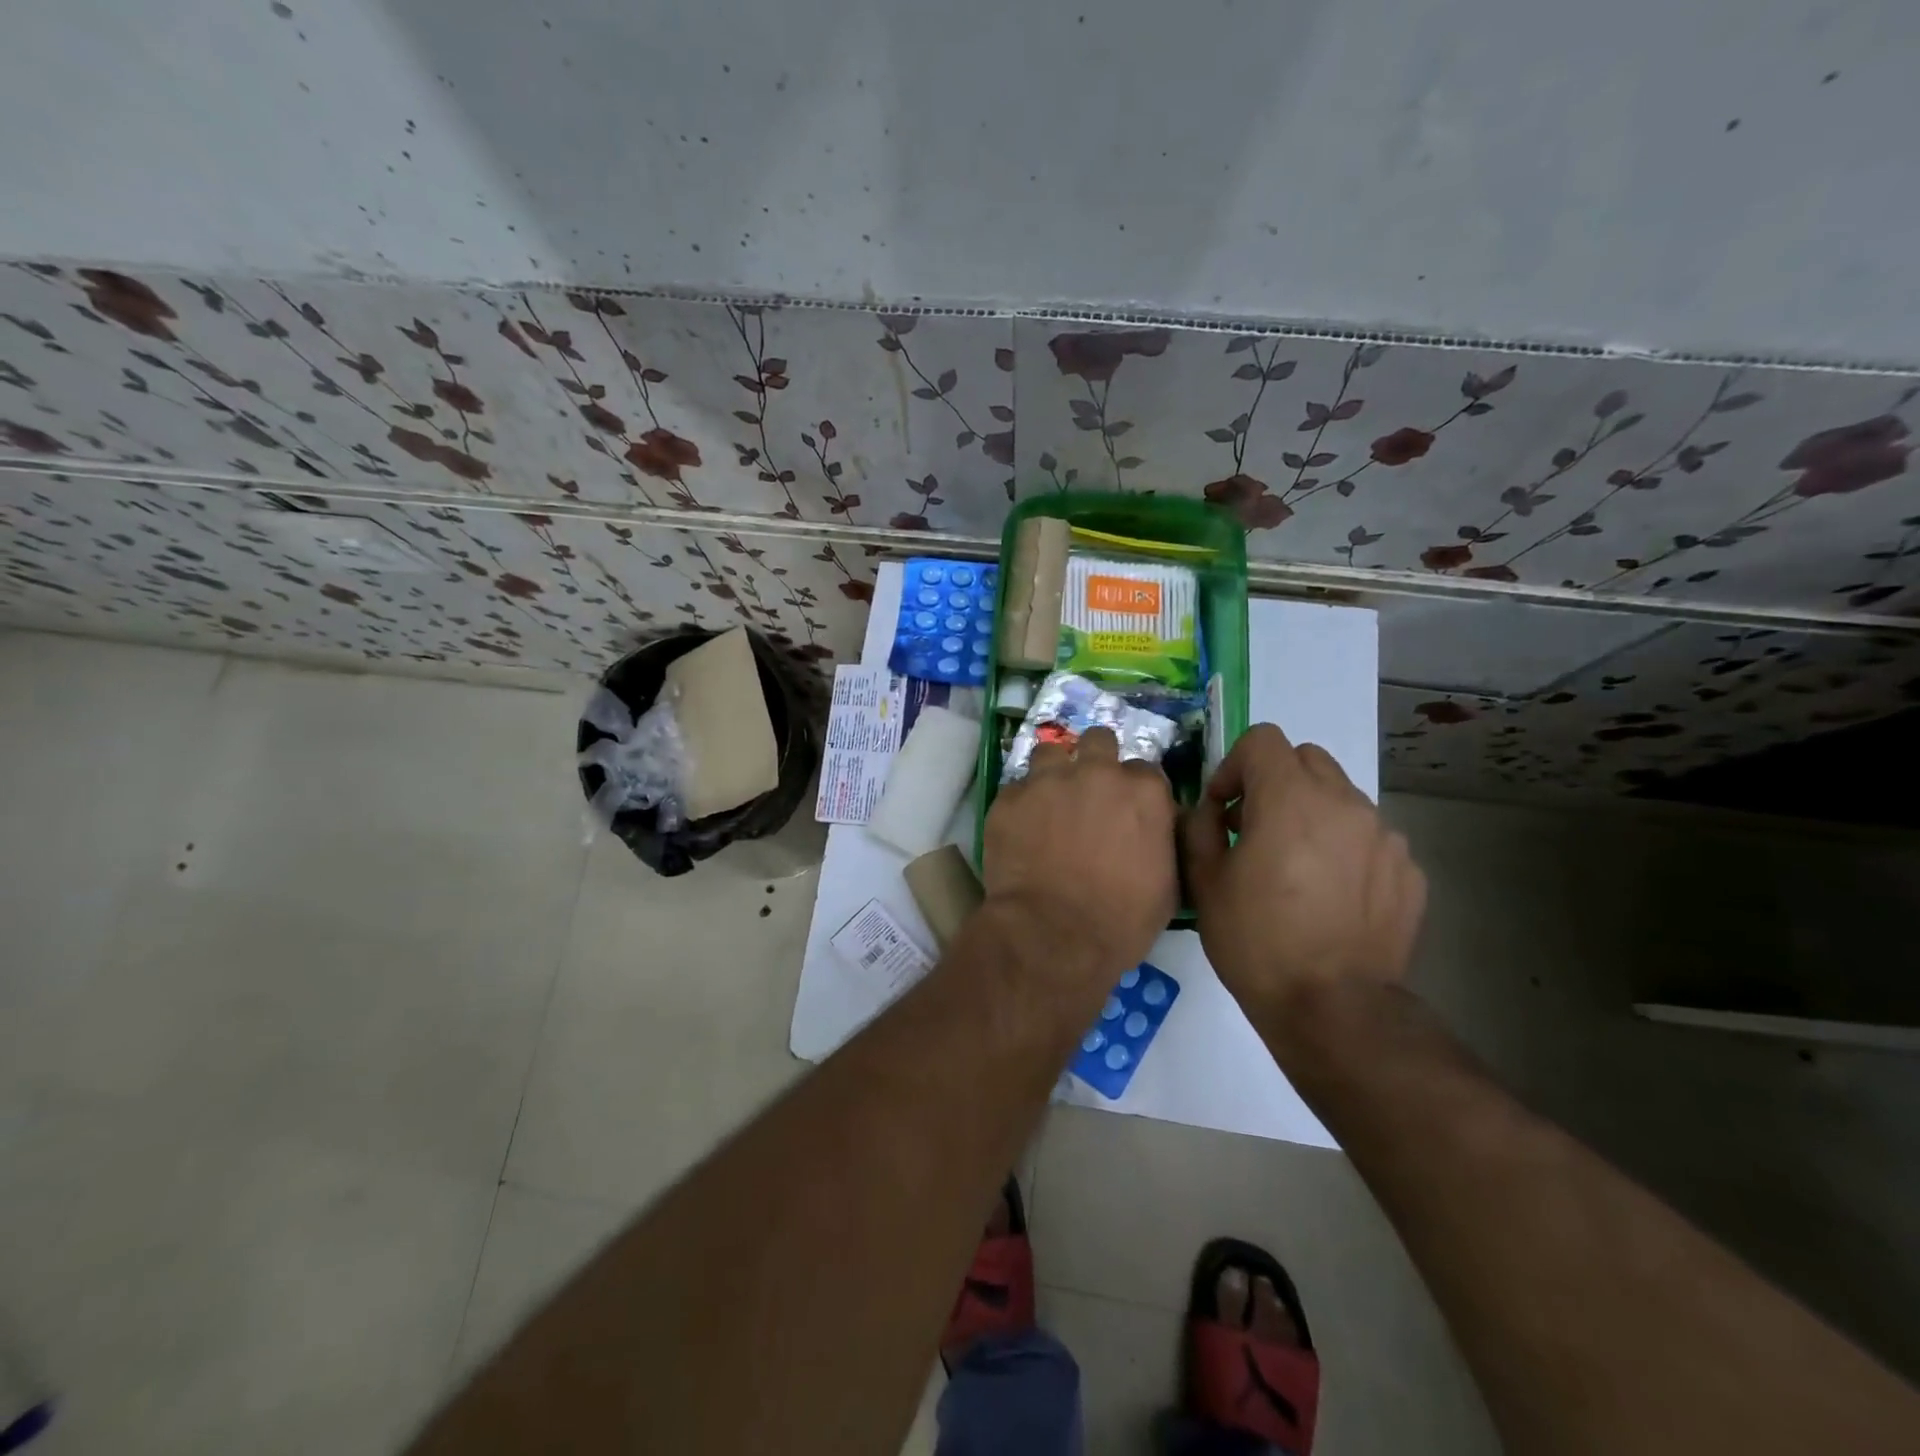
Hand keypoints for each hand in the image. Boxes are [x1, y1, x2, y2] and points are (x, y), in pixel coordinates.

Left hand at [983, 727, 1177, 981]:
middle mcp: (1096, 772)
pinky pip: (1016, 789)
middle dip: (1095, 758)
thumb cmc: (1121, 919)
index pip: (1144, 770)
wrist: (1053, 934)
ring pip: (1050, 752)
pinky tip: (1020, 831)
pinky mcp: (1009, 798)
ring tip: (1048, 801)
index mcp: (1142, 791)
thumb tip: (1158, 826)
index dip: (1134, 789)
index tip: (1127, 807)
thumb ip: (1163, 840)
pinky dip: (1020, 805)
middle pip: (1098, 740)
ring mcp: (1048, 780)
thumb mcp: (1167, 884)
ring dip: (1052, 772)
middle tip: (1088, 790)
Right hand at [1182, 724, 1425, 1019]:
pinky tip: (1330, 894)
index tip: (1224, 809)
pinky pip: (1368, 837)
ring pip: (1340, 796)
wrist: (1333, 1008)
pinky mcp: (1408, 870)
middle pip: (1307, 758)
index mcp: (1290, 798)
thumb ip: (1200, 827)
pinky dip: (1344, 847)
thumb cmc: (1257, 941)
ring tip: (1296, 866)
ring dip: (1311, 813)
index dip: (1234, 766)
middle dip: (1275, 781)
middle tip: (1255, 828)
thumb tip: (1211, 810)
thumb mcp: (1205, 882)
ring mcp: (1384, 835)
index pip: (1263, 740)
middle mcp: (1345, 803)